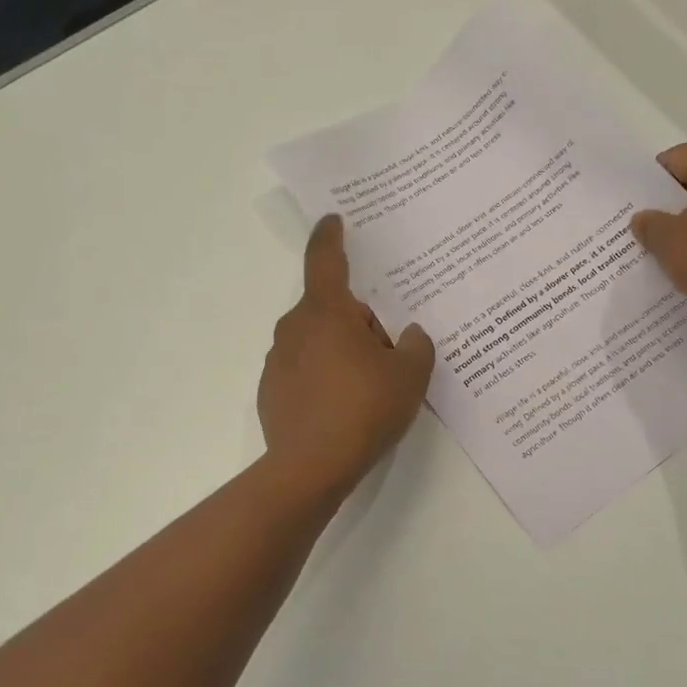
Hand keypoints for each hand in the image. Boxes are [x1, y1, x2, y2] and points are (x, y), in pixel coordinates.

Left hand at [259, 215, 435, 500]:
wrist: (310, 467)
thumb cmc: (363, 410)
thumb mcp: (409, 376)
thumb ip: (416, 346)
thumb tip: (408, 335)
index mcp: (327, 312)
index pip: (326, 260)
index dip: (331, 236)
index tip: (333, 219)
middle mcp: (295, 328)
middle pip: (330, 309)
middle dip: (358, 322)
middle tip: (388, 352)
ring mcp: (278, 360)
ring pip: (317, 341)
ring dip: (340, 351)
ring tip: (369, 387)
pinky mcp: (271, 390)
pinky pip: (304, 369)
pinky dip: (323, 377)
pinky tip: (343, 408)